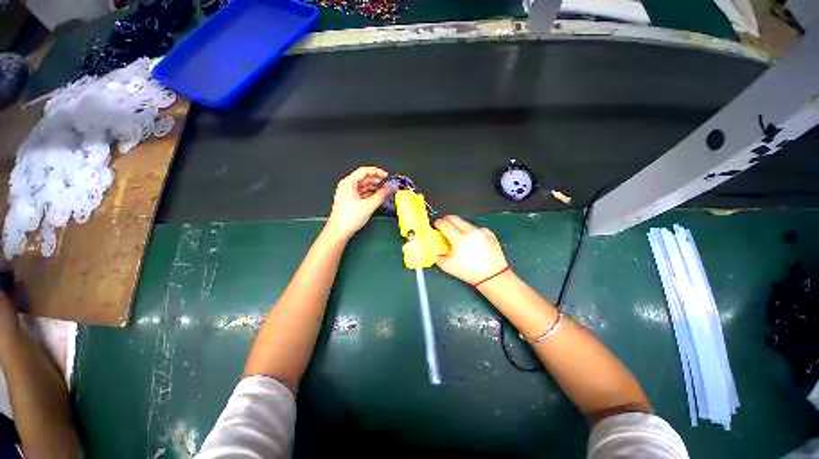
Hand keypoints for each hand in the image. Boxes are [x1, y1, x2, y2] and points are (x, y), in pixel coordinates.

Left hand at [325, 166, 389, 239]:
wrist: (339, 232)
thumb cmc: (348, 219)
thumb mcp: (368, 206)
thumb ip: (380, 196)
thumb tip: (388, 189)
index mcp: (348, 183)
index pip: (364, 171)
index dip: (376, 172)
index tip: (386, 175)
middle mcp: (347, 186)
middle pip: (364, 178)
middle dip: (376, 180)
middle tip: (387, 184)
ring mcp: (348, 193)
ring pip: (364, 186)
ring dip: (374, 188)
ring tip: (384, 191)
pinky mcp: (351, 200)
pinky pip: (362, 193)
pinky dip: (371, 194)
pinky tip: (378, 197)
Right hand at [434, 215, 508, 284]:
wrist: (492, 276)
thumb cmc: (468, 272)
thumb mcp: (447, 266)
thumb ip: (437, 254)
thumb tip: (434, 246)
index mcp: (460, 239)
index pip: (444, 224)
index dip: (437, 223)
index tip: (436, 226)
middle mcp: (471, 231)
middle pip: (454, 218)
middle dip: (447, 221)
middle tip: (444, 228)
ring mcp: (481, 231)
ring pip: (465, 223)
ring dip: (459, 228)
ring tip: (459, 239)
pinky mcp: (489, 233)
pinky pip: (475, 228)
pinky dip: (470, 233)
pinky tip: (472, 243)